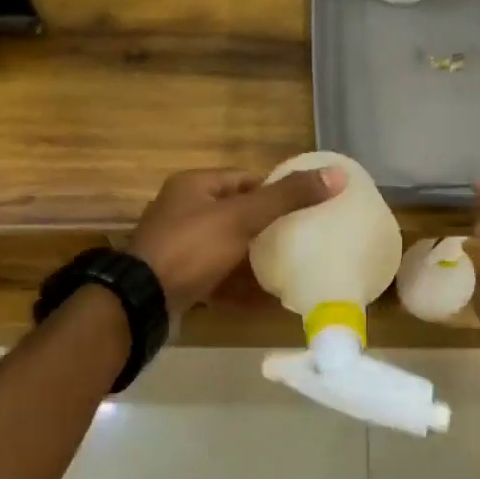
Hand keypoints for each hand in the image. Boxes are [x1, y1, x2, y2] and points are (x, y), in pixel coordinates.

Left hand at [129, 166, 344, 314]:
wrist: (141, 302)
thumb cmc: (191, 248)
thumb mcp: (242, 218)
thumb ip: (287, 198)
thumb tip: (338, 176)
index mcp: (194, 185)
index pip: (244, 179)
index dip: (275, 190)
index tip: (305, 207)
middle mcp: (183, 210)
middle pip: (236, 213)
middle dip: (267, 226)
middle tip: (303, 239)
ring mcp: (179, 246)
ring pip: (227, 246)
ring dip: (254, 257)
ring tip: (290, 267)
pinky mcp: (179, 277)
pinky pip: (216, 276)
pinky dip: (238, 285)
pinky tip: (264, 298)